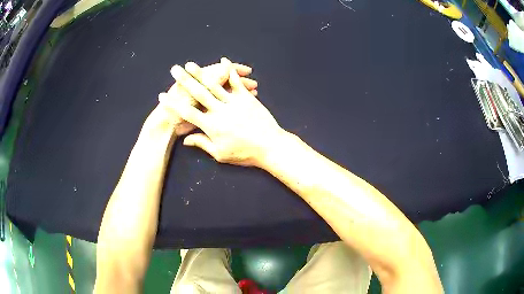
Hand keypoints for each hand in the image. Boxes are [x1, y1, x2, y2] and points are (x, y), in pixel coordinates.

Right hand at [168, 59, 284, 166]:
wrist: (271, 146)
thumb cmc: (245, 153)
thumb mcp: (221, 154)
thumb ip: (203, 144)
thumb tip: (186, 141)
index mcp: (211, 126)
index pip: (187, 113)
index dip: (173, 104)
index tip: (162, 96)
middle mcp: (219, 111)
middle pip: (198, 93)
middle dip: (183, 80)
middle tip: (174, 70)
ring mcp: (233, 102)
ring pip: (214, 84)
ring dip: (200, 72)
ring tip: (190, 64)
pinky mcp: (246, 98)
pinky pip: (235, 82)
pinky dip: (229, 70)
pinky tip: (223, 61)